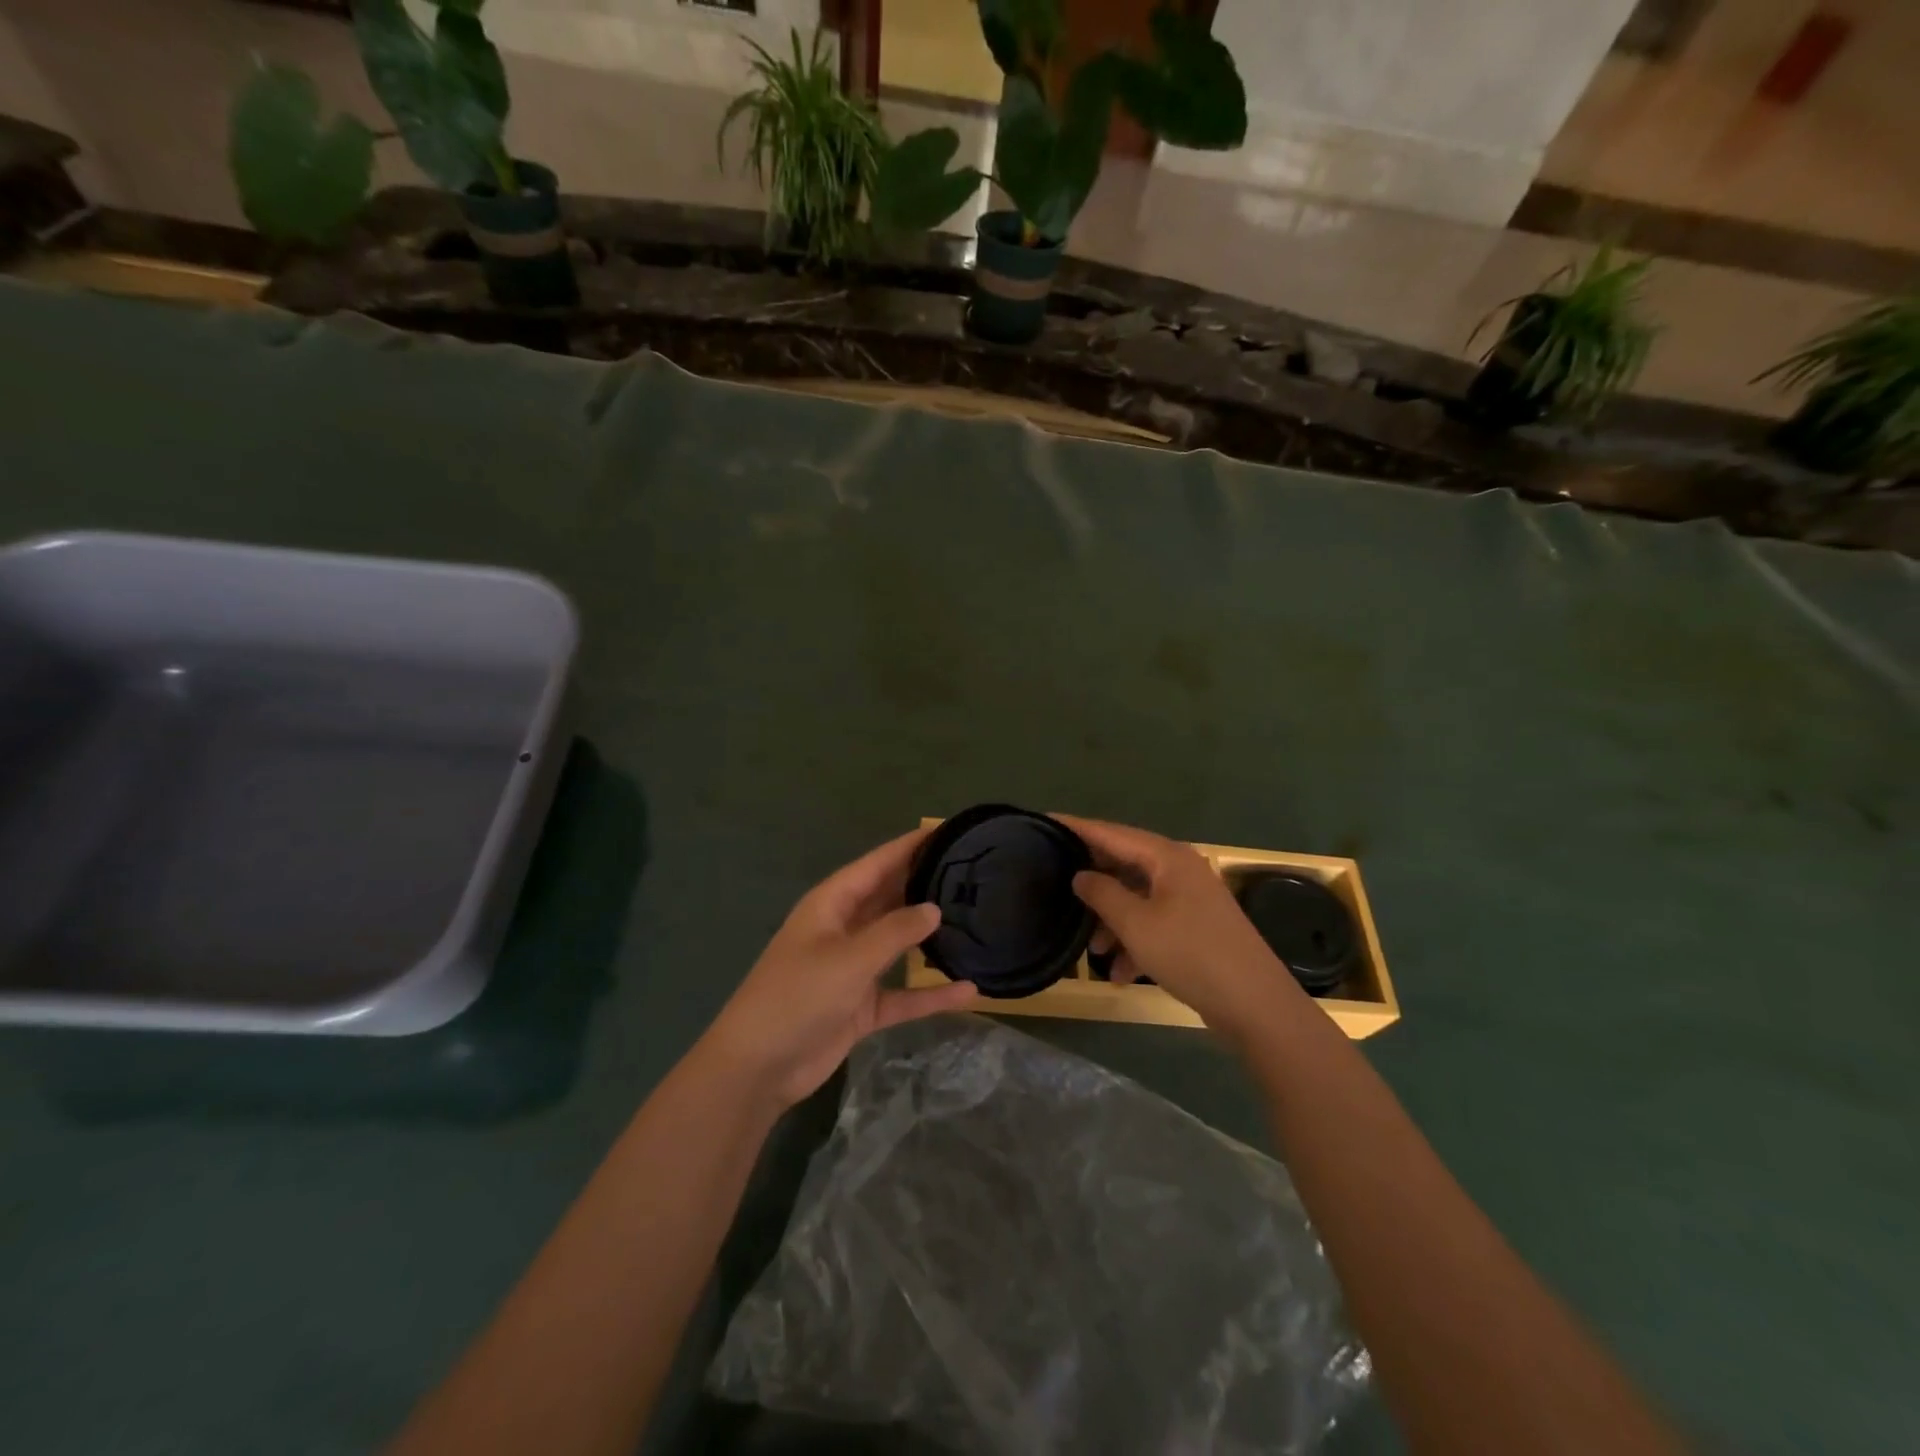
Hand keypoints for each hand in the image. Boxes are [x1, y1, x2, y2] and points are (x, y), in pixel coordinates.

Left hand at [704, 827, 978, 1109]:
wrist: (759, 1066)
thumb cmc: (798, 997)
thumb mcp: (849, 958)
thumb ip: (895, 931)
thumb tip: (935, 908)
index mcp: (832, 904)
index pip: (877, 863)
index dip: (910, 846)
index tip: (949, 830)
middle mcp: (844, 929)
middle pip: (890, 898)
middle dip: (925, 886)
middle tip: (973, 875)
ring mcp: (853, 968)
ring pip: (899, 944)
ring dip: (930, 936)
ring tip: (977, 920)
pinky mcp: (862, 1006)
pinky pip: (904, 993)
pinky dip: (931, 993)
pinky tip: (969, 990)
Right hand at [1057, 815, 1304, 1041]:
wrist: (1255, 1004)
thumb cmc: (1190, 954)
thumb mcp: (1135, 924)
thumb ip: (1101, 893)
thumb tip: (1080, 874)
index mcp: (1166, 857)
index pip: (1111, 832)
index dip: (1076, 828)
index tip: (1044, 822)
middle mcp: (1179, 869)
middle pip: (1124, 864)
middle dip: (1093, 883)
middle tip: (1055, 886)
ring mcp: (1190, 898)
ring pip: (1137, 898)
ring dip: (1113, 922)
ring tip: (1093, 952)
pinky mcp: (1196, 927)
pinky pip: (1154, 923)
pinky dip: (1135, 942)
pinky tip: (1121, 974)